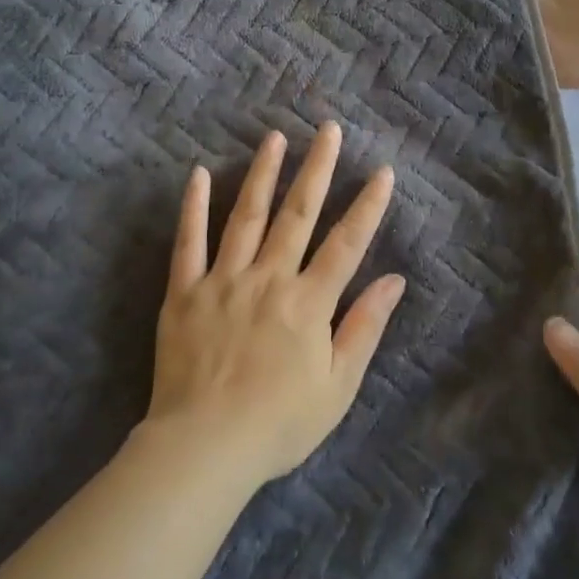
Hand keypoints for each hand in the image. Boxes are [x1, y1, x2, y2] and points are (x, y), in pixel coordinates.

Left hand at [142, 123, 405, 492]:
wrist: (204, 449)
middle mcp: (268, 279)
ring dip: (262, 173)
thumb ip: (364, 327)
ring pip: (246, 216)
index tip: (381, 171)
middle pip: (297, 214)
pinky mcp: (184, 292)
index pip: (346, 244)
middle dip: (317, 169)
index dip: (367, 206)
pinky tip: (196, 173)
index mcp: (308, 303)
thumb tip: (394, 280)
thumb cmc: (279, 423)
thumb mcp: (338, 386)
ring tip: (275, 138)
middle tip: (328, 129)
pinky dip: (192, 207)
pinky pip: (188, 242)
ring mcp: (223, 281)